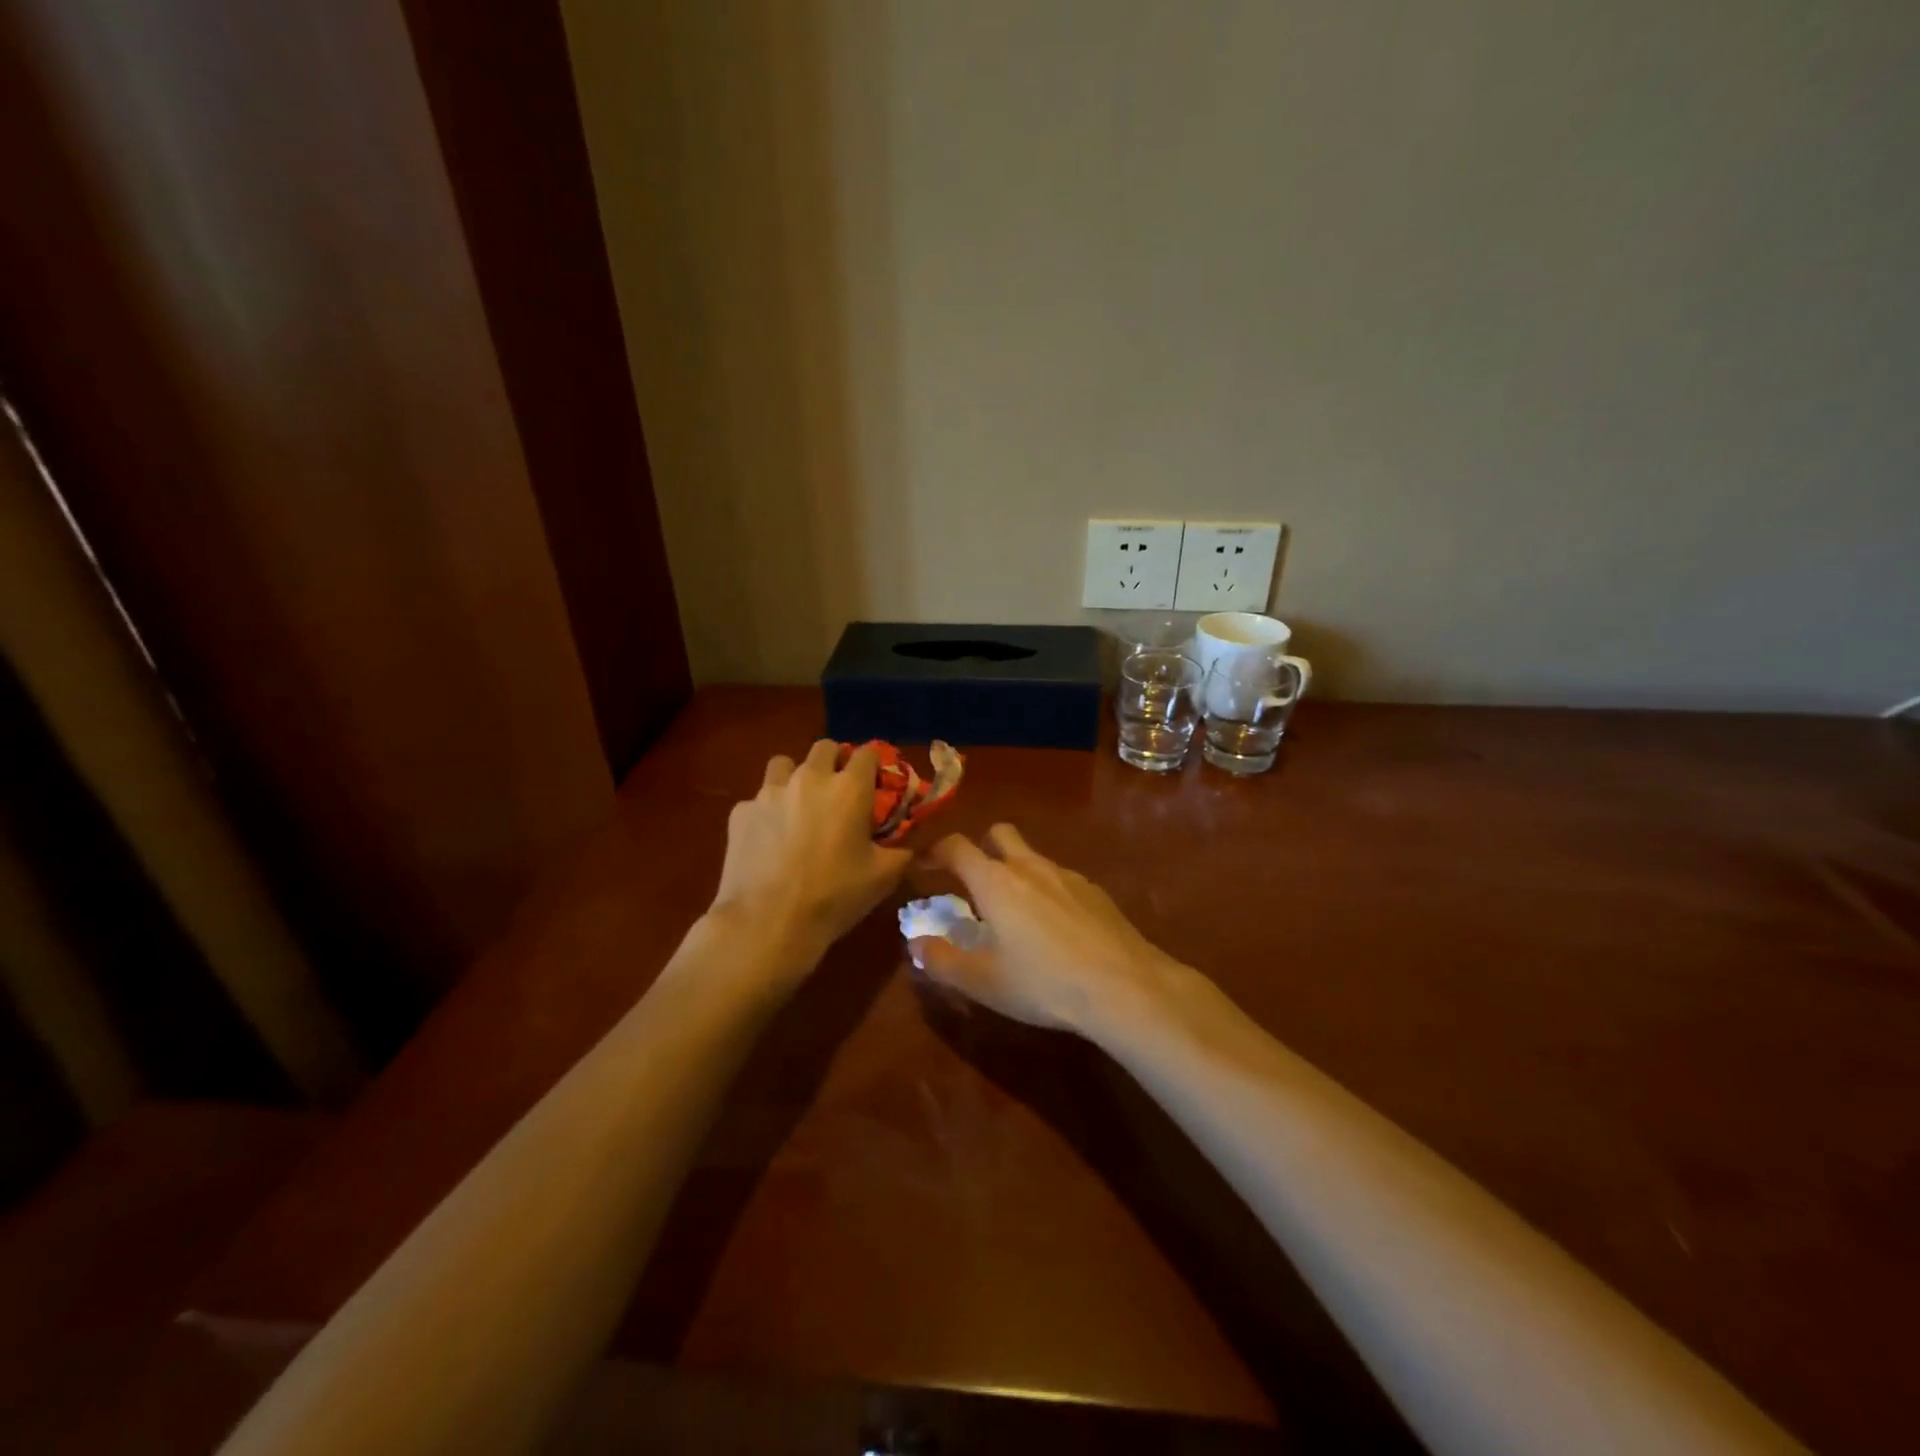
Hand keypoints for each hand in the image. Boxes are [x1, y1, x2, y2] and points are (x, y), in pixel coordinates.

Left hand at [709, 740, 910, 964]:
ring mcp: (770, 791)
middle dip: (835, 762)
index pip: (867, 752)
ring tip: (799, 805)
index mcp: (849, 789)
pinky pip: (758, 798)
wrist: (767, 922)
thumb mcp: (883, 877)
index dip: (874, 763)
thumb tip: (912, 842)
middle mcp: (810, 778)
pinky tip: (769, 839)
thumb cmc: (833, 897)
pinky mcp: (740, 811)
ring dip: (796, 776)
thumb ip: (903, 850)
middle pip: (825, 748)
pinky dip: (768, 811)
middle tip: (839, 792)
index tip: (876, 781)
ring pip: (785, 764)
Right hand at [909, 824, 1187, 1036]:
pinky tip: (1057, 927)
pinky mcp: (1095, 891)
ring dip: (1016, 871)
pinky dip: (1048, 890)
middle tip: (974, 879)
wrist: (1123, 986)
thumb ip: (942, 961)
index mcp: (995, 882)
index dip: (935, 851)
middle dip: (981, 846)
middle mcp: (1029, 867)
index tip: (925, 864)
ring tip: (1016, 912)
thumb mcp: (982, 982)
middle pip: (999, 834)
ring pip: (1032, 857)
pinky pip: (1061, 879)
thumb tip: (916, 943)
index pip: (956, 847)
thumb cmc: (1043, 984)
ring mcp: (1067, 875)